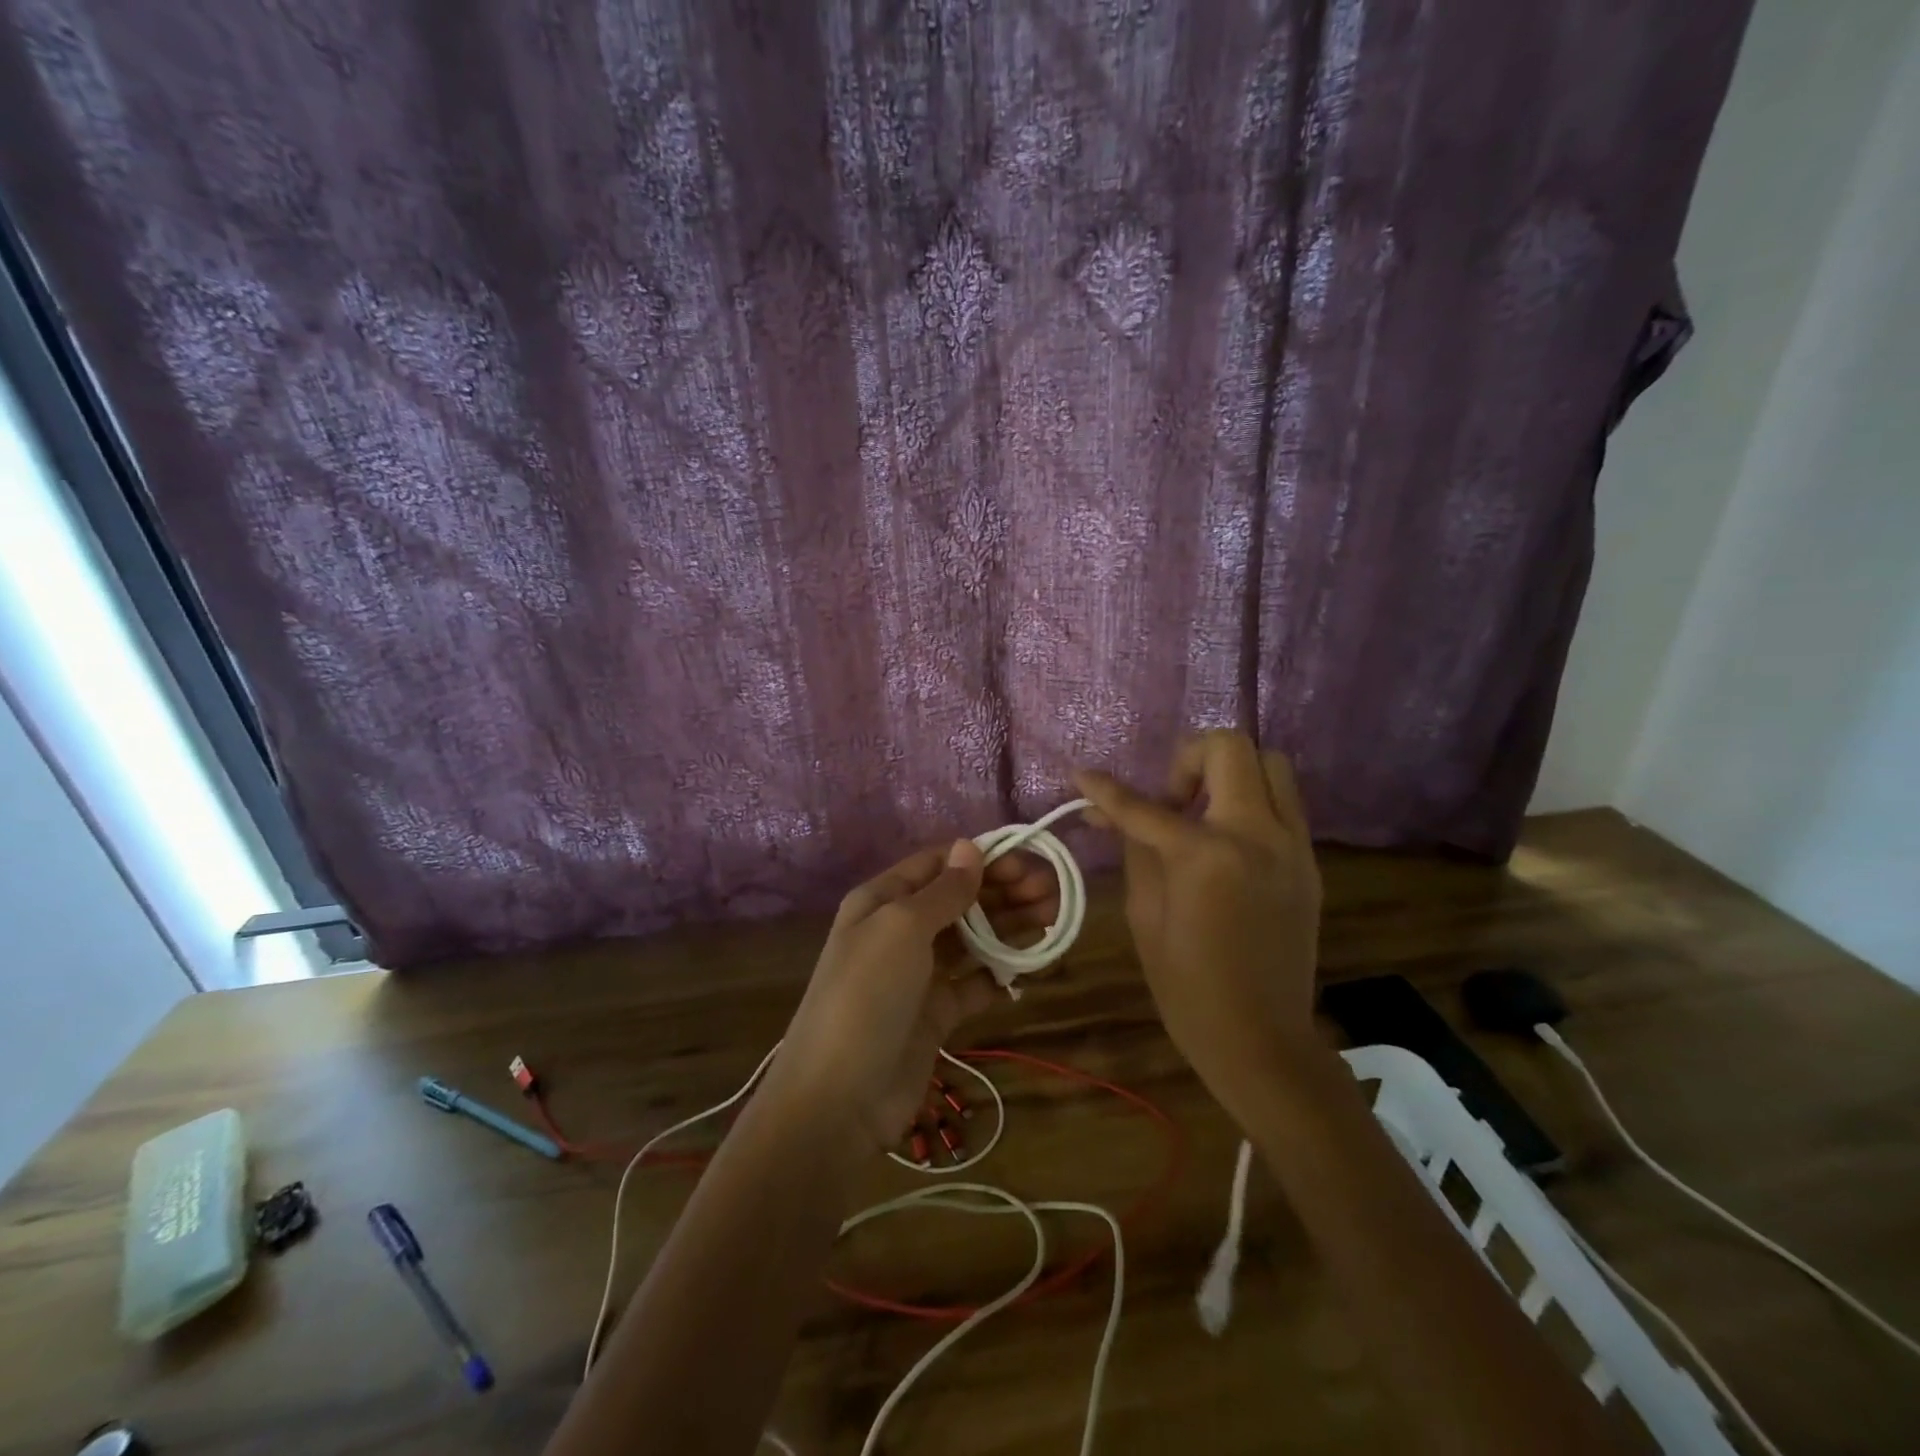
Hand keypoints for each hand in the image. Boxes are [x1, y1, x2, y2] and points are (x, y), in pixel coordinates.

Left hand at [771, 840, 1058, 1151]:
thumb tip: (970, 846)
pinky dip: (1001, 973)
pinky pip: (975, 983)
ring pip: (973, 938)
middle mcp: (900, 930)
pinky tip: (1032, 967)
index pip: (938, 864)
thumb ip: (943, 890)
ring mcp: (919, 973)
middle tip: (1052, 892)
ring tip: (1054, 918)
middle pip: (960, 899)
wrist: (839, 1098)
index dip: (981, 858)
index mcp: (882, 900)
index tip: (1028, 861)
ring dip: (1010, 926)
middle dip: (1004, 890)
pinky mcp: (936, 1013)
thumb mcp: (902, 928)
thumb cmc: (867, 994)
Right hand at [1075, 730, 1322, 1121]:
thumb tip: (1107, 811)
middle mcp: (1258, 835)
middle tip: (1169, 800)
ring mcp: (1293, 845)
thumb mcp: (1145, 915)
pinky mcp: (1309, 861)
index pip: (1146, 806)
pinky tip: (1226, 839)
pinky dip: (1251, 800)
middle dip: (1187, 760)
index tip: (1083, 776)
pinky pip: (1284, 802)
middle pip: (1230, 748)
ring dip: (1229, 772)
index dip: (1106, 790)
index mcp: (1207, 856)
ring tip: (1202, 811)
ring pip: (1270, 763)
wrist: (1262, 1039)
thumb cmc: (1188, 987)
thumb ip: (1134, 849)